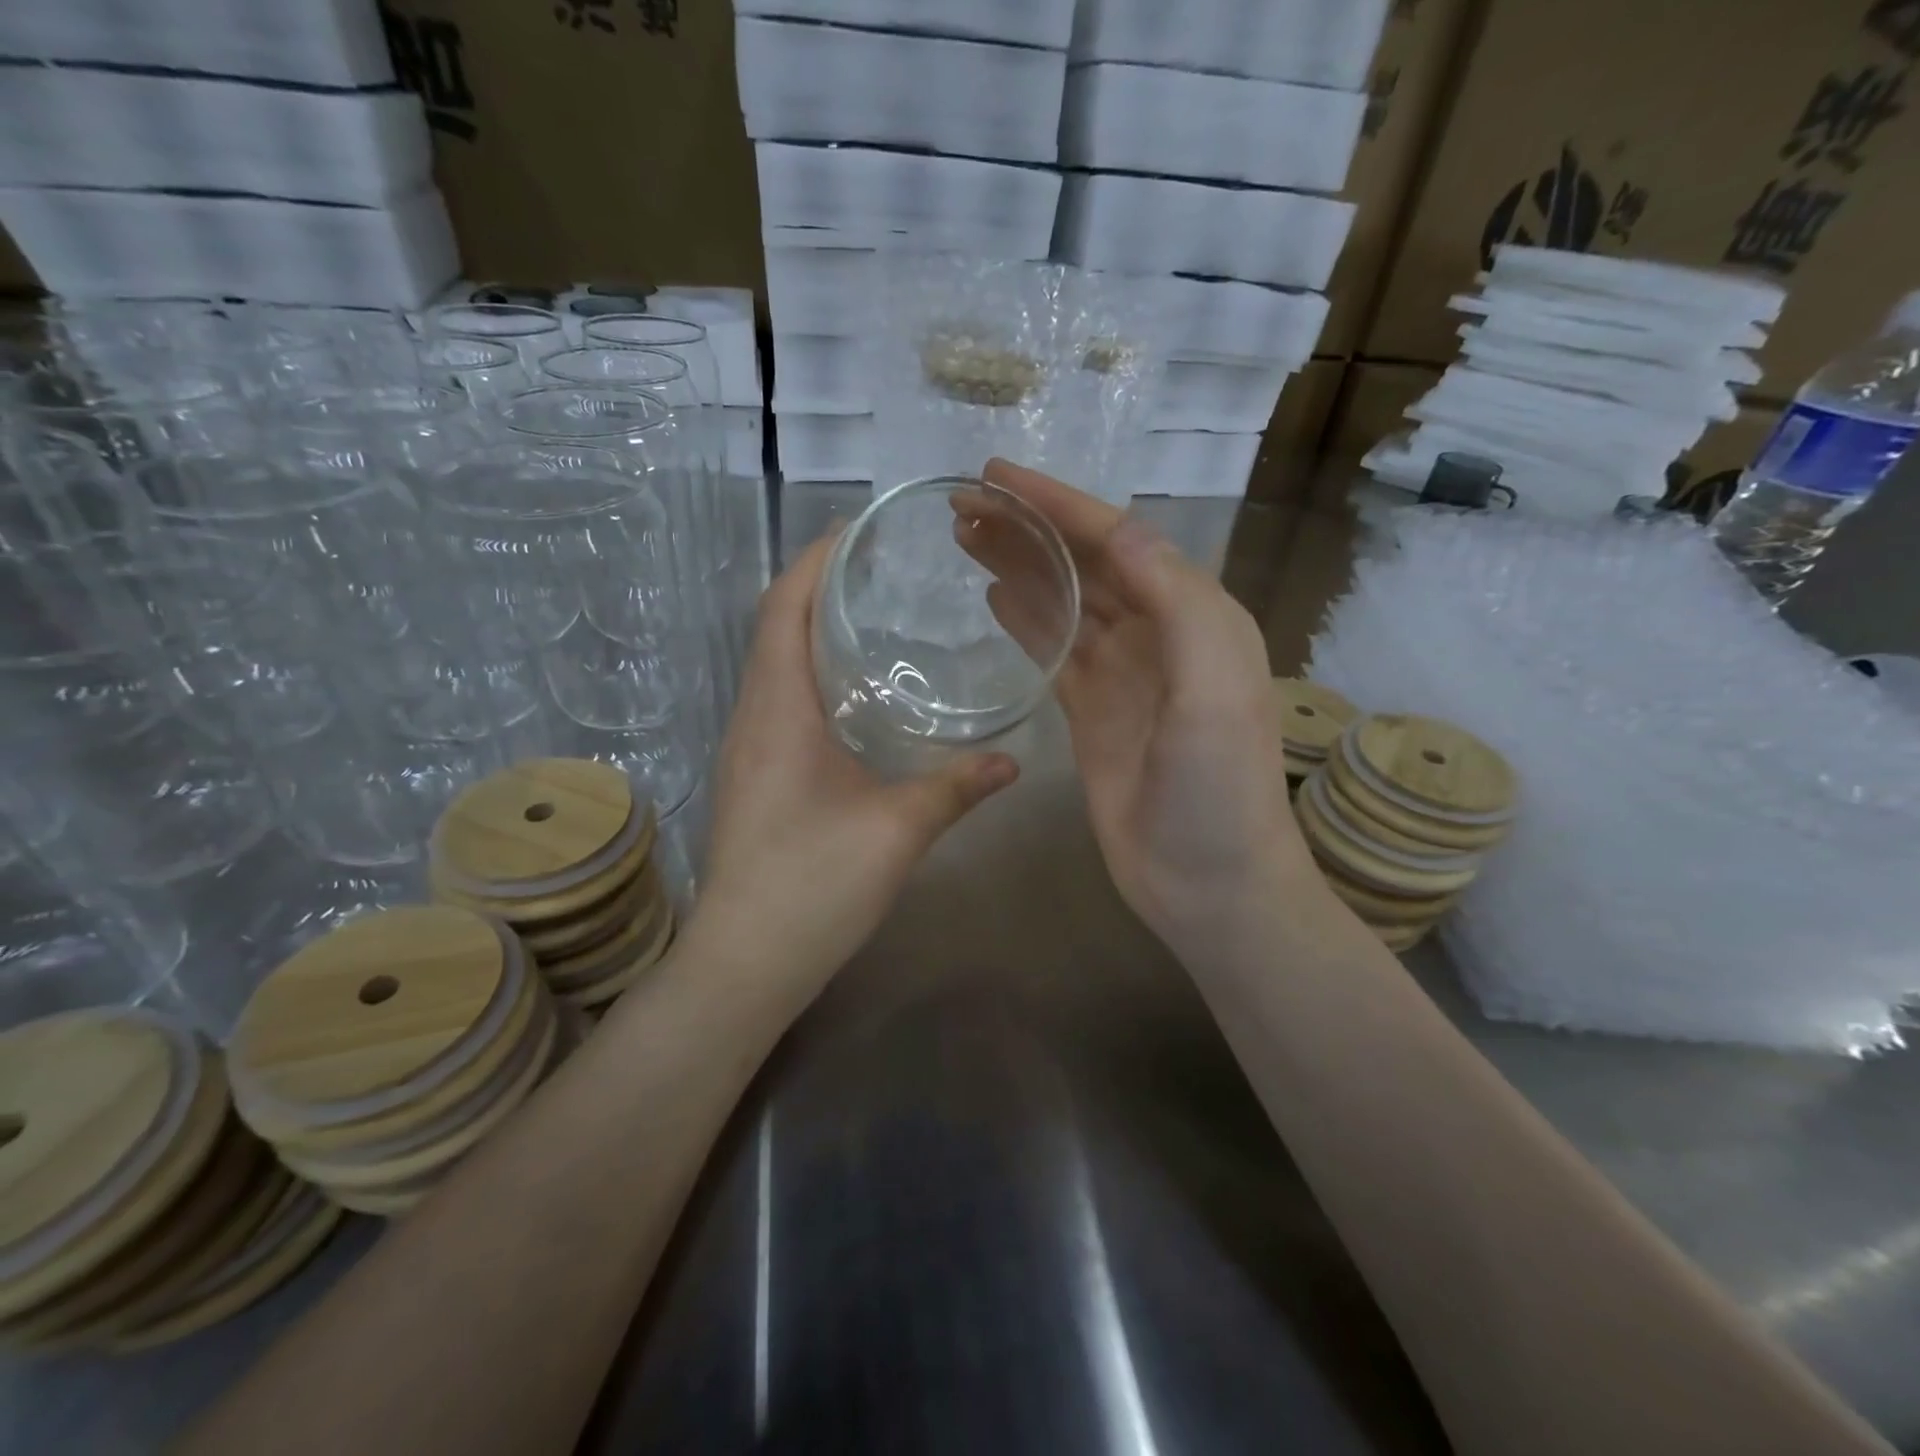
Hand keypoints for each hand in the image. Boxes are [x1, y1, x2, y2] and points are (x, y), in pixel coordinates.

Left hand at [686, 532, 1019, 995]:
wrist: (745, 962)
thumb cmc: (813, 886)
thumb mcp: (897, 831)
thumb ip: (956, 787)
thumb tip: (1012, 760)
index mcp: (777, 711)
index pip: (784, 609)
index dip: (815, 561)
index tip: (857, 528)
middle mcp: (751, 717)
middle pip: (775, 627)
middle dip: (819, 585)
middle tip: (881, 566)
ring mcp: (746, 748)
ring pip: (773, 664)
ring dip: (812, 629)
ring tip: (872, 612)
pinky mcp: (753, 776)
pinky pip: (777, 699)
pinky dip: (810, 672)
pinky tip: (854, 692)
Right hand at [967, 460, 1317, 953]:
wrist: (1209, 881)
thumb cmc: (1219, 788)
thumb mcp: (1214, 688)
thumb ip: (1176, 602)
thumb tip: (1118, 530)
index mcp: (1194, 614)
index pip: (1117, 539)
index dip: (1057, 503)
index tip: (995, 476)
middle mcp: (1158, 633)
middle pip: (1084, 564)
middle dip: (1027, 528)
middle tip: (962, 504)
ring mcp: (1121, 674)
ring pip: (1064, 602)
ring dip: (1019, 566)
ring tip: (964, 537)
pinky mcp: (1091, 712)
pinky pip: (1054, 651)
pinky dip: (1026, 619)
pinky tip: (993, 595)